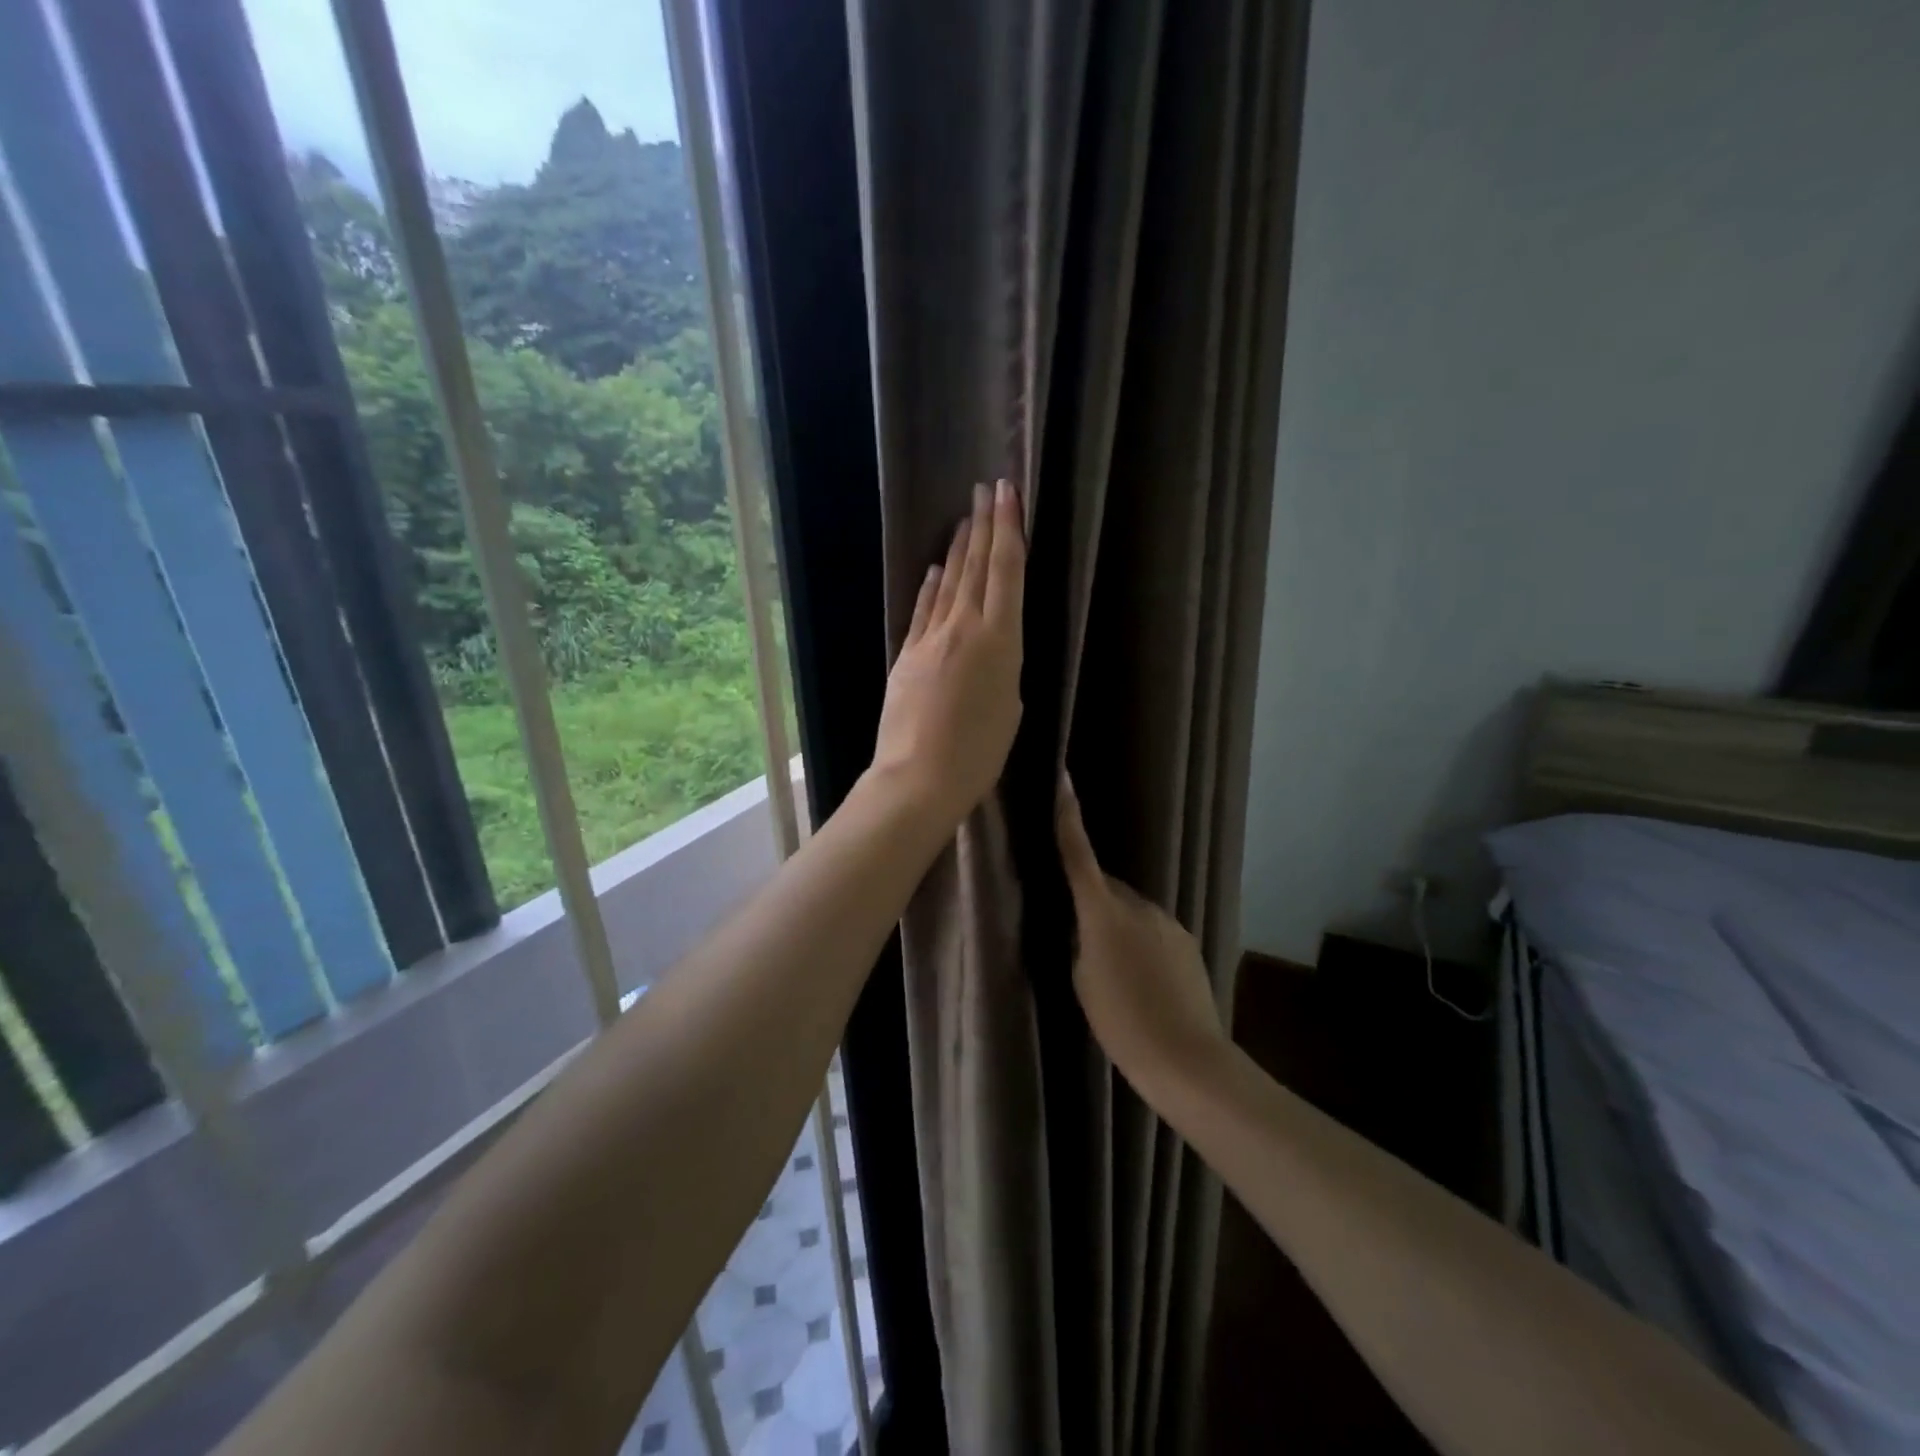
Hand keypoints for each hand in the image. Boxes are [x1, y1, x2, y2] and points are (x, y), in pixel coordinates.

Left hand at [867, 480, 1025, 829]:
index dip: (1008, 529)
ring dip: (958, 549)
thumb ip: (1004, 670)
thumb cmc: (978, 754)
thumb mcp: (1010, 710)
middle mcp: (964, 628)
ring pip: (948, 584)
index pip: (1006, 572)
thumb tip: (992, 651)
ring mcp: (930, 639)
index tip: (1006, 493)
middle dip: (983, 525)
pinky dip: (931, 587)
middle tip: (986, 489)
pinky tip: (935, 569)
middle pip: (976, 567)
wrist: (917, 777)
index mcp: (1000, 641)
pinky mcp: (907, 655)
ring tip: (965, 519)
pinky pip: (923, 610)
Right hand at [1057, 775, 1227, 1085]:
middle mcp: (1139, 905)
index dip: (1068, 817)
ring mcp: (1168, 921)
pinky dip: (1143, 943)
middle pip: (1107, 888)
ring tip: (1117, 971)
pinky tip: (1144, 981)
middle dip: (1093, 901)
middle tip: (1082, 937)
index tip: (1063, 779)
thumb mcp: (1082, 979)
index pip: (1078, 855)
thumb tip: (1087, 925)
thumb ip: (1081, 941)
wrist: (1185, 1057)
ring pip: (1132, 911)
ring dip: (1120, 926)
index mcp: (1104, 912)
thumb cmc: (1121, 1021)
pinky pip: (1155, 930)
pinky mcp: (1188, 940)